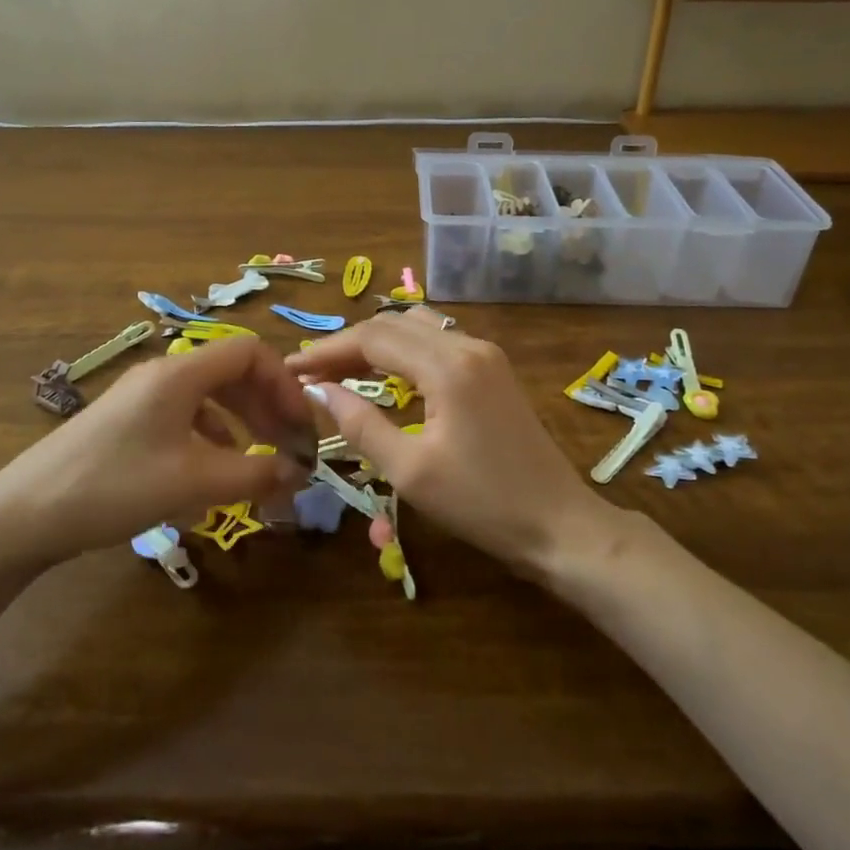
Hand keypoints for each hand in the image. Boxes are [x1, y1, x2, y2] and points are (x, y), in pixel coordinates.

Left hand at [0, 338, 315, 566]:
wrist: (21, 516)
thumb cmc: (114, 486)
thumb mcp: (193, 482)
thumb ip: (254, 474)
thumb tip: (299, 473)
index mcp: (180, 373)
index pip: (251, 352)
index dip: (285, 383)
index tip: (301, 425)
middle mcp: (162, 375)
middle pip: (232, 373)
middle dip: (267, 406)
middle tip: (289, 446)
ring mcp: (140, 398)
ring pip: (209, 396)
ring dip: (242, 423)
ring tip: (258, 460)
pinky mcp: (125, 424)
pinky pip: (184, 417)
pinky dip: (211, 437)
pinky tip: (211, 471)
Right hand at [288, 312, 613, 574]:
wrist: (558, 524)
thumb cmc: (481, 503)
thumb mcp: (410, 471)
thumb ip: (361, 424)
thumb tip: (319, 391)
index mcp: (448, 366)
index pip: (373, 338)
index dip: (327, 350)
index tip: (291, 368)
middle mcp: (468, 345)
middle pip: (394, 325)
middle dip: (348, 344)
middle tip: (311, 372)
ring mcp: (486, 354)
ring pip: (417, 327)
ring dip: (377, 342)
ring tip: (342, 370)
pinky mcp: (494, 370)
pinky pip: (438, 342)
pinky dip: (404, 351)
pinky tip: (387, 374)